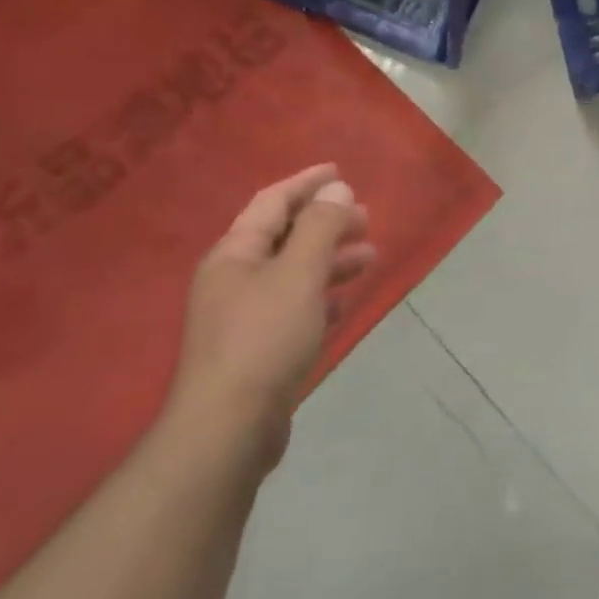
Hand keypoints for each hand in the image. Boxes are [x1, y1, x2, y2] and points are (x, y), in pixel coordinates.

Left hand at [169, 165, 375, 469]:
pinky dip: (321, 296)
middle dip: (326, 223)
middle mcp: (235, 279)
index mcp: (235, 254)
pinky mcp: (258, 349)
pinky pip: (295, 307)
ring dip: (331, 260)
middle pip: (285, 237)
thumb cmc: (264, 338)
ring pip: (294, 273)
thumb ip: (320, 227)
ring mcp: (244, 316)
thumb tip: (337, 190)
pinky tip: (344, 300)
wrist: (229, 428)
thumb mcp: (298, 273)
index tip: (340, 171)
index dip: (306, 183)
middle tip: (367, 219)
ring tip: (370, 257)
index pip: (272, 202)